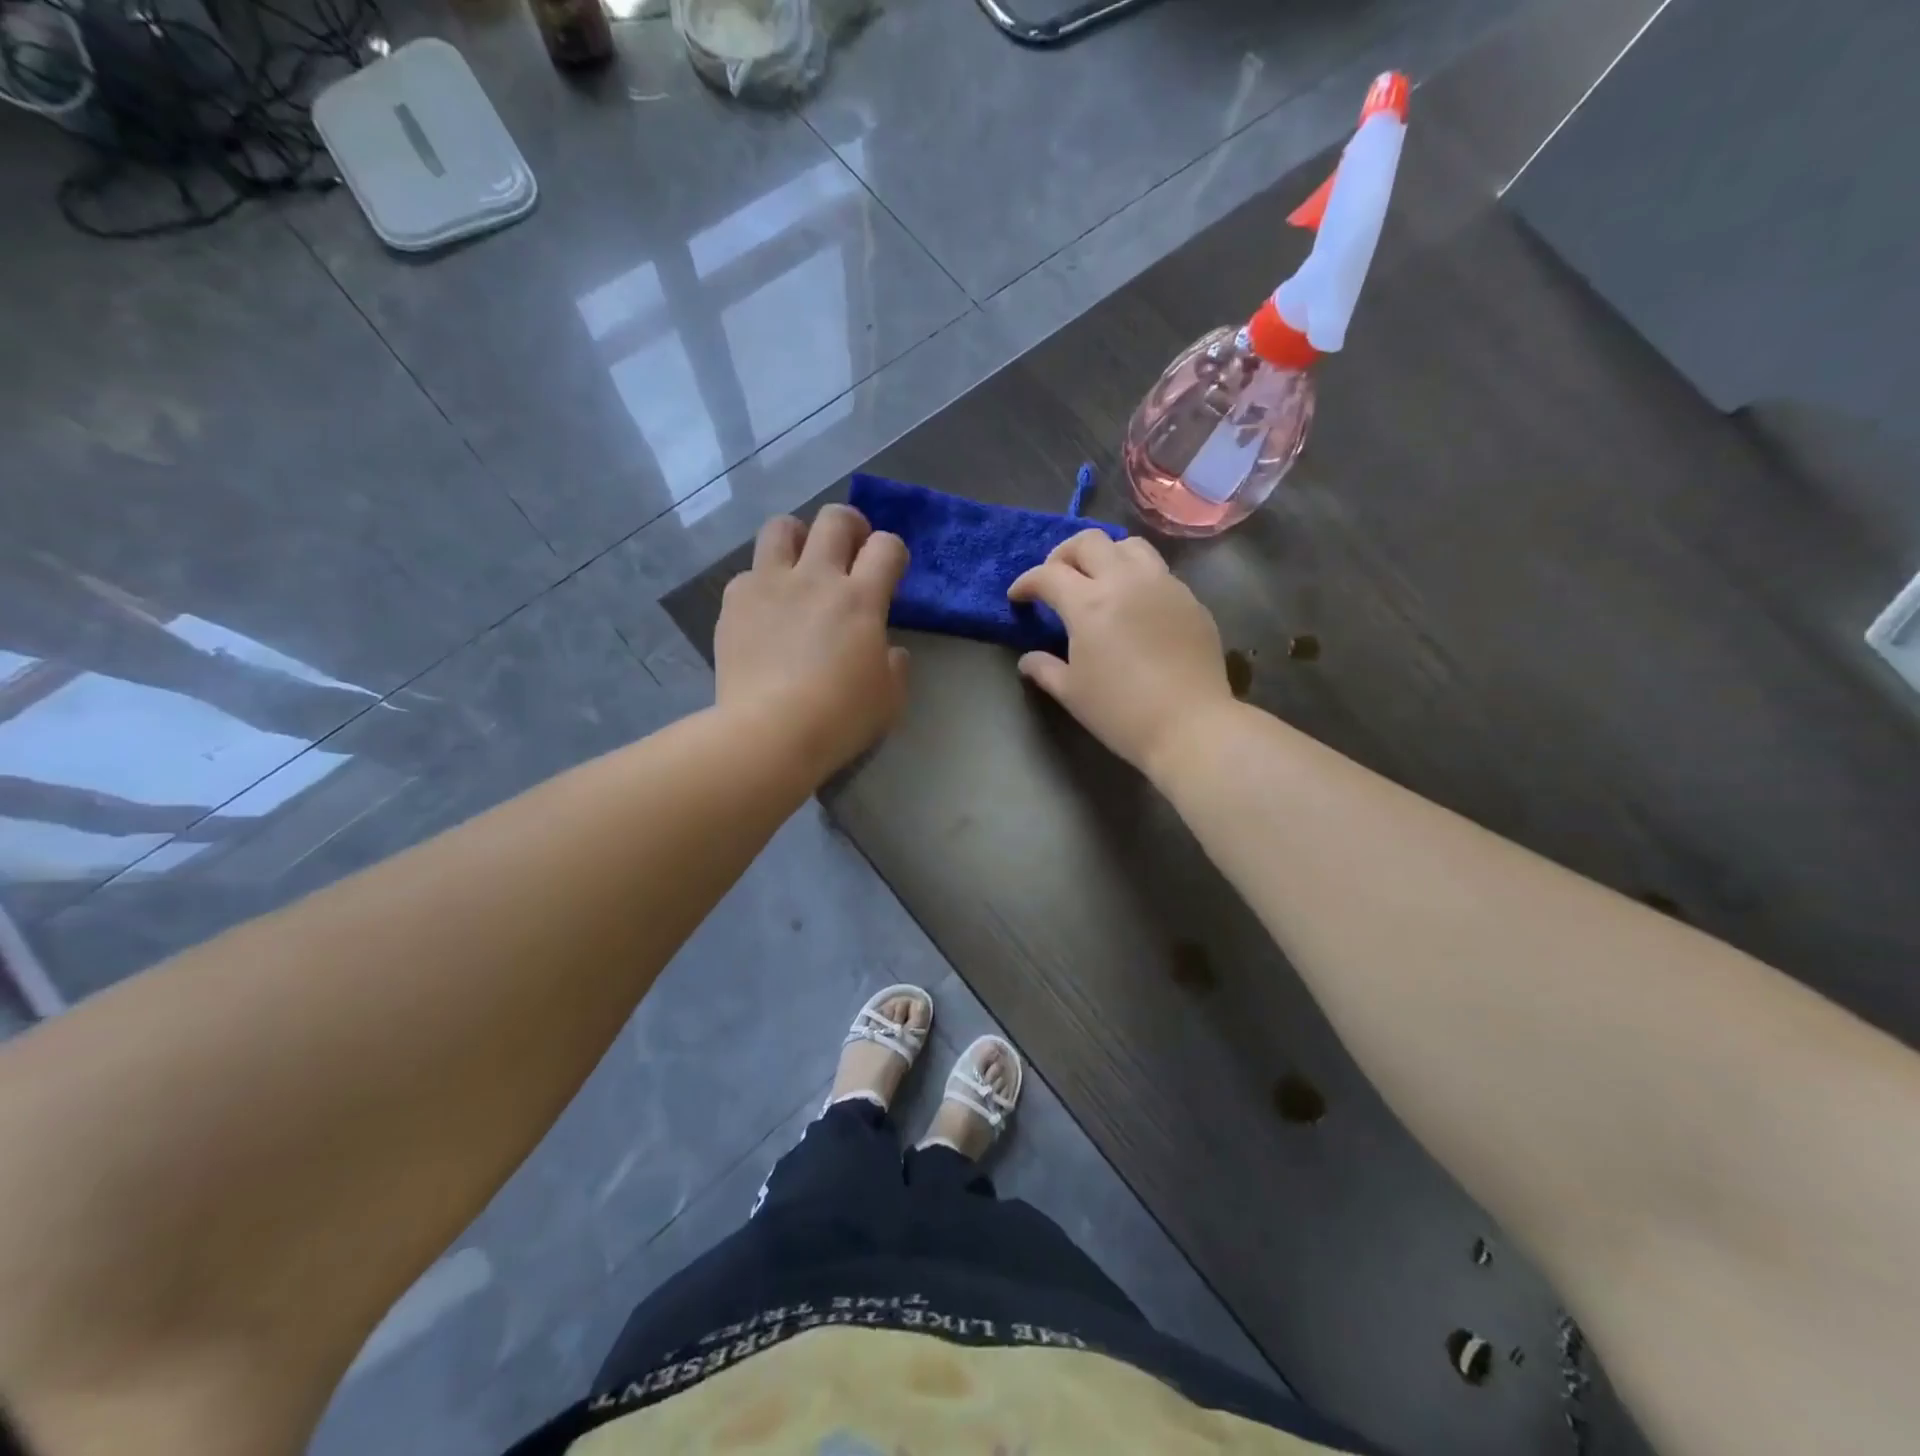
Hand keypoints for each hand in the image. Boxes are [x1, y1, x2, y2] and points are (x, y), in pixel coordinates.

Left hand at [715, 506, 910, 779]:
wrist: (770, 733)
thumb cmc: (840, 718)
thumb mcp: (889, 698)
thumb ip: (895, 665)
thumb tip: (888, 649)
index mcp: (861, 598)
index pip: (886, 546)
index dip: (893, 552)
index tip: (890, 571)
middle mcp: (816, 577)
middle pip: (835, 519)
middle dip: (850, 526)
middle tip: (851, 551)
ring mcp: (770, 584)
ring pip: (782, 527)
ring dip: (798, 538)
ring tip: (800, 564)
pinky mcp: (735, 602)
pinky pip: (749, 573)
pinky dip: (762, 583)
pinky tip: (766, 611)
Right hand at [1008, 529, 1234, 776]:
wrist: (1190, 726)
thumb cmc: (1121, 712)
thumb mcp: (1071, 693)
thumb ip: (1044, 669)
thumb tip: (1029, 660)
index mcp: (1089, 603)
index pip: (1048, 575)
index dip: (1026, 583)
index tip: (1018, 597)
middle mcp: (1126, 581)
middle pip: (1088, 542)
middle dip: (1063, 555)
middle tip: (1056, 579)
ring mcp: (1163, 585)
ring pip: (1129, 546)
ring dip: (1105, 555)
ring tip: (1098, 580)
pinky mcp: (1190, 599)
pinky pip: (1158, 572)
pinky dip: (1137, 577)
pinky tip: (1135, 606)